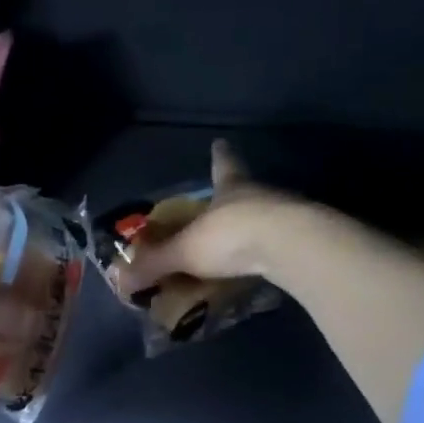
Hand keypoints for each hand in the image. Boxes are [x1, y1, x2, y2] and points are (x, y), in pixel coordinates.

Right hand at [119, 141, 325, 294]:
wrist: (292, 246)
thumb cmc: (231, 235)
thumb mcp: (184, 251)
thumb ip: (154, 264)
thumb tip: (120, 279)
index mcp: (230, 185)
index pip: (222, 164)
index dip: (219, 155)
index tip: (220, 143)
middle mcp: (260, 193)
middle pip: (244, 189)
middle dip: (233, 197)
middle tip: (220, 208)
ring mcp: (287, 214)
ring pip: (265, 215)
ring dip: (252, 227)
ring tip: (239, 244)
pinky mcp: (304, 239)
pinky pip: (279, 243)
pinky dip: (267, 252)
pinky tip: (260, 266)